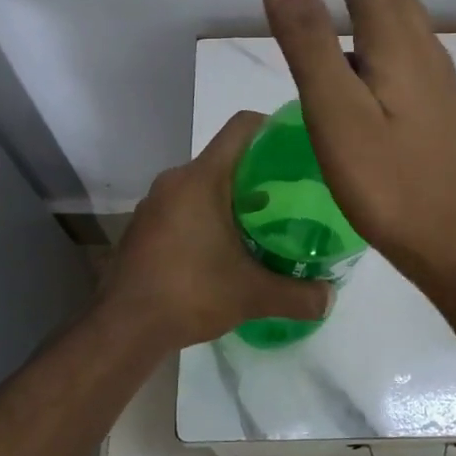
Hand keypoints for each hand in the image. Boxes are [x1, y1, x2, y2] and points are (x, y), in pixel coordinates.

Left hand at [102, 111, 331, 349]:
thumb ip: (298, 295)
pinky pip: (184, 206)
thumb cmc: (190, 293)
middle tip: (293, 194)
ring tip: (265, 223)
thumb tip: (331, 298)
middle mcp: (174, 181)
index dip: (274, 127)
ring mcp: (154, 204)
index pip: (242, 128)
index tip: (300, 148)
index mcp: (201, 179)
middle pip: (225, 158)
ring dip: (233, 198)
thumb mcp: (252, 295)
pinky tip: (226, 248)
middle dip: (260, 172)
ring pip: (203, 185)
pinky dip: (208, 216)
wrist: (124, 327)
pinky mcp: (144, 227)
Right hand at [259, 0, 455, 286]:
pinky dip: (381, 38)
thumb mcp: (334, 109)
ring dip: (372, 2)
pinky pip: (409, 54)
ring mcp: (439, 86)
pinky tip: (365, 69)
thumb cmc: (389, 181)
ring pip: (405, 24)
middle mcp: (427, 53)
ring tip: (337, 6)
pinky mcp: (441, 114)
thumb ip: (306, 39)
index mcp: (399, 44)